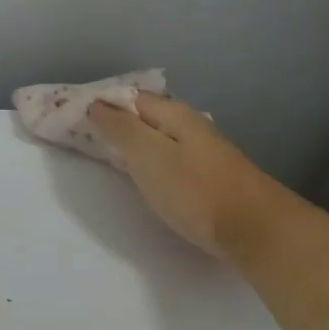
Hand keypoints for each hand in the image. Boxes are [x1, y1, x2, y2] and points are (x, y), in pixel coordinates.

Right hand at [88, 94, 289, 261]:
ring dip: (134, 142)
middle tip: (84, 138)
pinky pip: (170, 157)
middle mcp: (190, 125)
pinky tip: (145, 174)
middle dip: (116, 123)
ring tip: (109, 154)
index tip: (72, 118)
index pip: (129, 98)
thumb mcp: (149, 156)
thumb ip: (121, 129)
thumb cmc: (195, 191)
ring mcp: (203, 150)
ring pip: (158, 137)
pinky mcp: (210, 176)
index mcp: (174, 114)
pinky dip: (150, 160)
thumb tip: (98, 104)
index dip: (102, 105)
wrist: (256, 231)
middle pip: (145, 116)